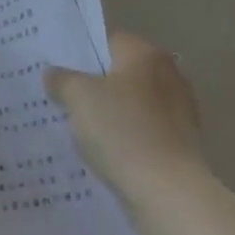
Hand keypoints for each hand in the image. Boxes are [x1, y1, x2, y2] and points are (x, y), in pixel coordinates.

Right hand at [45, 32, 208, 205]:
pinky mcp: (180, 144)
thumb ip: (62, 79)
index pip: (105, 40)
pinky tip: (101, 150)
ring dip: (108, 113)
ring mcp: (178, 112)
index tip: (55, 68)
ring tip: (75, 126)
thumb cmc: (122, 131)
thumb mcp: (78, 97)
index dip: (78, 53)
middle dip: (92, 84)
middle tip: (59, 95)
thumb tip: (54, 74)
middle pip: (119, 73)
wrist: (168, 194)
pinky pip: (141, 131)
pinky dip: (123, 137)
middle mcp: (168, 75)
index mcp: (146, 54)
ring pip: (130, 104)